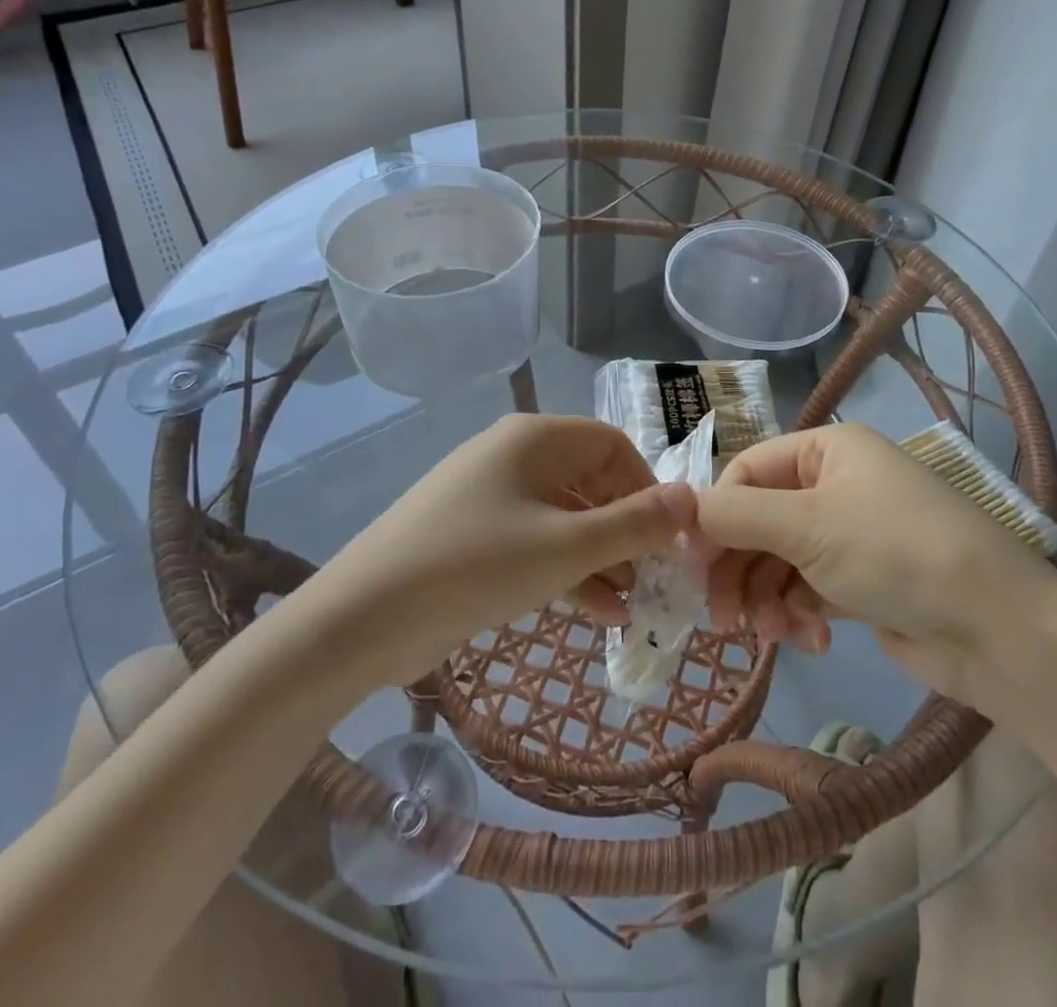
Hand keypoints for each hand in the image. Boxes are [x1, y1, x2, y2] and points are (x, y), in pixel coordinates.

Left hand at [318, 414, 695, 684]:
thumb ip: (634, 524)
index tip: (669, 537)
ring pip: (564, 516)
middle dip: (626, 529)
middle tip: (655, 578)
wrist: (364, 616)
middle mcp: (513, 457)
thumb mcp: (565, 546)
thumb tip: (692, 499)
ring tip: (633, 605)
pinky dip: (568, 571)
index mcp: (534, 439)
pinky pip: (535, 542)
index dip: (646, 487)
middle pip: (589, 481)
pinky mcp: (474, 536)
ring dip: (601, 556)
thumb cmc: (475, 565)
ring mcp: (490, 497)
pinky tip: (598, 614)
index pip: (611, 445)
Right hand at [697, 423, 1056, 698]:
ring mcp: (850, 533)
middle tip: (720, 617)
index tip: (692, 564)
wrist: (997, 630)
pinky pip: (807, 588)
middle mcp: (836, 483)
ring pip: (779, 560)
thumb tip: (678, 508)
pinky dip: (799, 614)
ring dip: (766, 597)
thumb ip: (735, 515)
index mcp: (826, 450)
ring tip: (770, 634)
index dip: (716, 515)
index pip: (747, 472)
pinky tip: (811, 640)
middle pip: (760, 520)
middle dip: (739, 568)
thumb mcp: (807, 526)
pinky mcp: (862, 580)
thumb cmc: (895, 552)